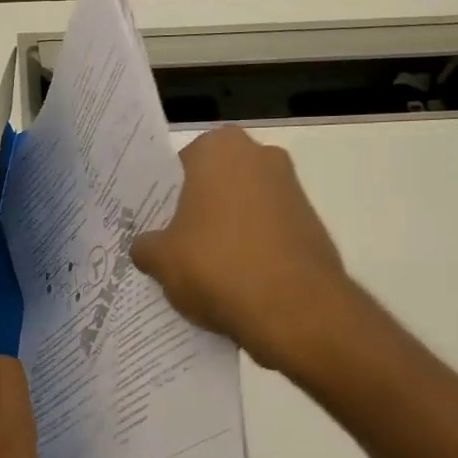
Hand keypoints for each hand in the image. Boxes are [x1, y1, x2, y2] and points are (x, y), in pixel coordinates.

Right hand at [130, 126, 357, 373]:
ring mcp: (292, 190)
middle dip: (197, 210)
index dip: (164, 196)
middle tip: (173, 244)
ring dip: (227, 230)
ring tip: (203, 269)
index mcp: (219, 149)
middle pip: (215, 183)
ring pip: (244, 207)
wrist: (294, 309)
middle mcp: (261, 156)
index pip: (179, 165)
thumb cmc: (216, 265)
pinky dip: (253, 250)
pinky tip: (235, 282)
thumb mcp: (161, 259)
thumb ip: (146, 246)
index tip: (153, 223)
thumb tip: (145, 248)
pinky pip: (269, 232)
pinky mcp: (313, 225)